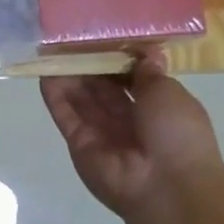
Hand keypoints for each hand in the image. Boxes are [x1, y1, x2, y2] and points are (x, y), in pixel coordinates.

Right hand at [39, 49, 223, 221]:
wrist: (167, 185)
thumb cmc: (177, 133)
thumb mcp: (169, 92)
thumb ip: (149, 73)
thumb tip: (145, 53)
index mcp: (157, 108)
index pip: (130, 79)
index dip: (115, 59)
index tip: (100, 37)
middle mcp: (128, 121)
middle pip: (102, 88)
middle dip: (88, 65)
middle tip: (69, 39)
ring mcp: (102, 133)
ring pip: (82, 99)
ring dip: (69, 76)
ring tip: (52, 49)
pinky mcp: (80, 144)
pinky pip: (66, 116)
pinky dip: (55, 96)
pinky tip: (45, 73)